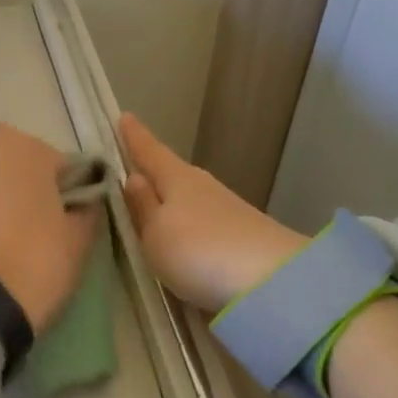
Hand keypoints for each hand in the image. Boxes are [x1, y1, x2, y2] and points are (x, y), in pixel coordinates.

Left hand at [0, 123, 99, 332]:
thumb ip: (87, 209)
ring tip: (17, 251)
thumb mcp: (81, 237)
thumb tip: (84, 204)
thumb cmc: (36, 257)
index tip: (74, 219)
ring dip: (1, 210)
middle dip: (31, 194)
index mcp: (15, 145)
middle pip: (16, 171)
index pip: (58, 162)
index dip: (70, 190)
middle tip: (47, 231)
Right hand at [119, 113, 306, 311]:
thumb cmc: (199, 251)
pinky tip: (180, 233)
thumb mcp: (156, 234)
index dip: (134, 137)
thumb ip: (143, 207)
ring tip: (151, 203)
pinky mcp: (241, 235)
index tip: (125, 116)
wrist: (273, 281)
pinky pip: (201, 220)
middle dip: (152, 168)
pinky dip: (187, 222)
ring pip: (187, 196)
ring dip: (170, 198)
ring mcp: (226, 210)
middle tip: (131, 163)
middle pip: (170, 172)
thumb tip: (133, 177)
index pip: (149, 151)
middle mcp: (202, 186)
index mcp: (176, 178)